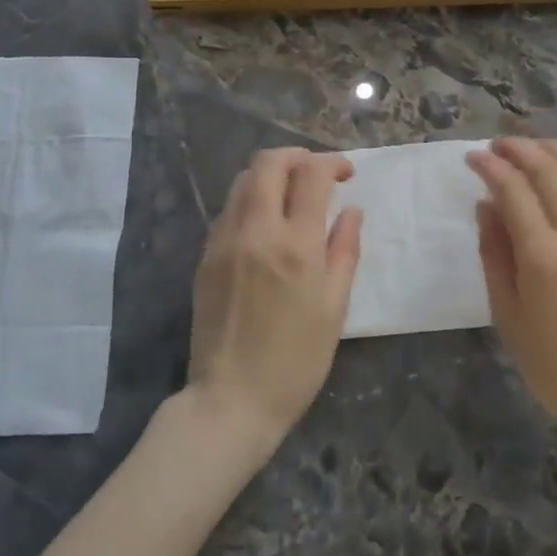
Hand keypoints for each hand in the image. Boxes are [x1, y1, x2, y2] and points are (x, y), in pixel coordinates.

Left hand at [188, 148, 362, 454]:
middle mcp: (255, 231)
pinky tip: (266, 224)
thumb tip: (351, 211)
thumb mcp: (335, 307)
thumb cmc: (296, 360)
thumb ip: (344, 250)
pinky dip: (250, 200)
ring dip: (270, 175)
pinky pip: (228, 210)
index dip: (331, 163)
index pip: (311, 175)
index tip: (346, 174)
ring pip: (242, 181)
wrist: (231, 399)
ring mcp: (223, 241)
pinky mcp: (205, 257)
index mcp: (295, 245)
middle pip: (268, 163)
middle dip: (296, 156)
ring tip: (291, 194)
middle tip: (317, 172)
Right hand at [467, 137, 556, 441]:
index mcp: (543, 259)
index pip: (513, 191)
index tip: (473, 158)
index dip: (490, 167)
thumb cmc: (551, 362)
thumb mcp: (506, 313)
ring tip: (536, 147)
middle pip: (549, 172)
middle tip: (499, 146)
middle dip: (520, 149)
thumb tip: (487, 204)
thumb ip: (494, 253)